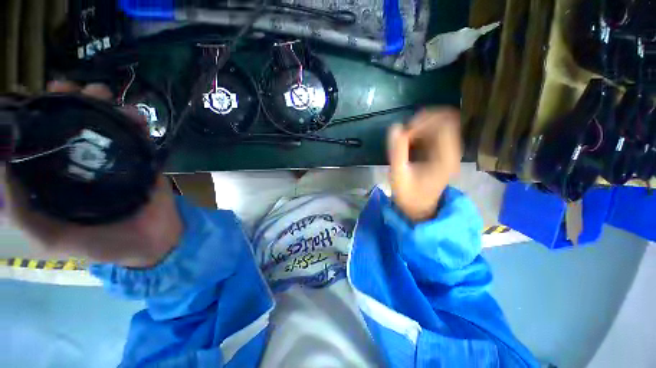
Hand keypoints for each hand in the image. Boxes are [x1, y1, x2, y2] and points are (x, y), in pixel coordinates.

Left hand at [1, 81, 181, 267]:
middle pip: (74, 123)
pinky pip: (139, 136)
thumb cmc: (102, 244)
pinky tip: (134, 115)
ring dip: (104, 105)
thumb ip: (21, 213)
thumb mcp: (51, 238)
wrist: (153, 241)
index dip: (37, 115)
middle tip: (70, 89)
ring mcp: (115, 159)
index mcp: (58, 176)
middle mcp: (83, 161)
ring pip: (106, 124)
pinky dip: (136, 122)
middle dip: (71, 100)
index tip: (35, 97)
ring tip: (103, 95)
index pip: (42, 138)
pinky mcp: (142, 161)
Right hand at [387, 108, 461, 222]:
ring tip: (405, 138)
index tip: (405, 132)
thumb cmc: (409, 196)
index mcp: (446, 157)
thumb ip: (397, 151)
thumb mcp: (399, 175)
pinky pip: (435, 133)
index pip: (445, 123)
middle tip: (404, 134)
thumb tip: (395, 127)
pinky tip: (410, 142)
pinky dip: (422, 133)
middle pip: (445, 120)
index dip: (424, 121)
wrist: (419, 209)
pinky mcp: (442, 153)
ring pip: (440, 125)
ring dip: (421, 127)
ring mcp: (449, 152)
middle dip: (422, 122)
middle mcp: (453, 152)